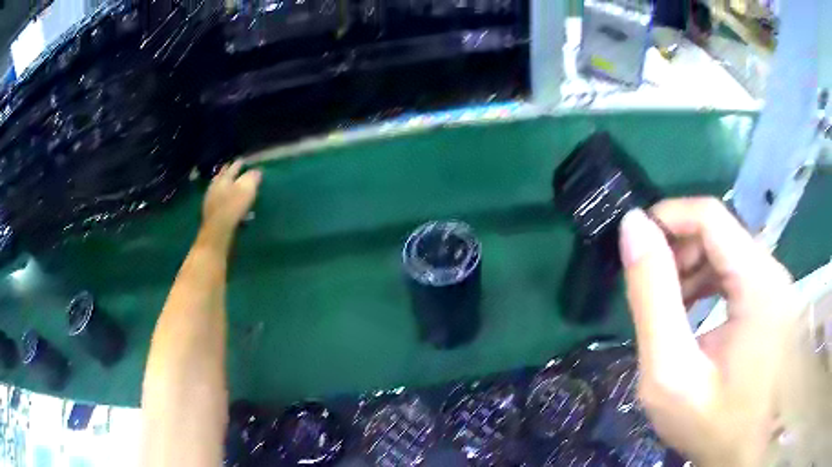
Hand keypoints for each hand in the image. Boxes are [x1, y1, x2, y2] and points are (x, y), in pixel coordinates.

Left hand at [202, 161, 261, 235]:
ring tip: (231, 188)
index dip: (238, 164)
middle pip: (221, 177)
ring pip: (218, 190)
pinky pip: (218, 203)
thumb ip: (252, 178)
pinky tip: (228, 205)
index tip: (243, 160)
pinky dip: (224, 201)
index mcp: (224, 179)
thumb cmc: (233, 207)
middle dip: (227, 173)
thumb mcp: (247, 189)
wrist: (217, 232)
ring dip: (225, 187)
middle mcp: (215, 188)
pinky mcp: (210, 215)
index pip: (232, 168)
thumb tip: (257, 171)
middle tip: (231, 169)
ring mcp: (210, 202)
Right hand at [618, 198, 797, 466]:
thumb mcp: (669, 372)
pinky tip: (694, 315)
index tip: (634, 245)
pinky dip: (708, 283)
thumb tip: (632, 228)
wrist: (744, 454)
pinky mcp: (772, 300)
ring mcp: (776, 286)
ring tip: (669, 309)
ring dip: (691, 269)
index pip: (709, 215)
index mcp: (758, 283)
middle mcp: (773, 272)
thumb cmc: (711, 424)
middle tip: (652, 293)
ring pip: (727, 250)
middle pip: (719, 231)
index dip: (666, 218)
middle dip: (678, 251)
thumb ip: (651, 298)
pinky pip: (736, 271)